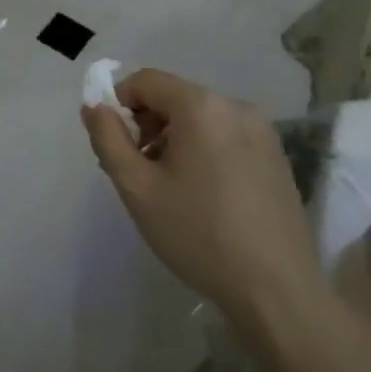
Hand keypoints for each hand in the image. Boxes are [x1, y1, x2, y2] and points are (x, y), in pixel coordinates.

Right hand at [82, 69, 330, 342]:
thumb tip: (94, 106)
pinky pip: (225, 136)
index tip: (115, 146)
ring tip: (170, 189)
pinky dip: (203, 151)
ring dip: (174, 140)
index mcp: (202, 106)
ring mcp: (263, 131)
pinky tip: (203, 196)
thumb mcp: (137, 187)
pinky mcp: (276, 156)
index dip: (119, 104)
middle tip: (139, 173)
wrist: (276, 290)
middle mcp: (236, 106)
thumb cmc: (198, 234)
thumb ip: (107, 138)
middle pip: (174, 97)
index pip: (145, 81)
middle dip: (147, 125)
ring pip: (200, 118)